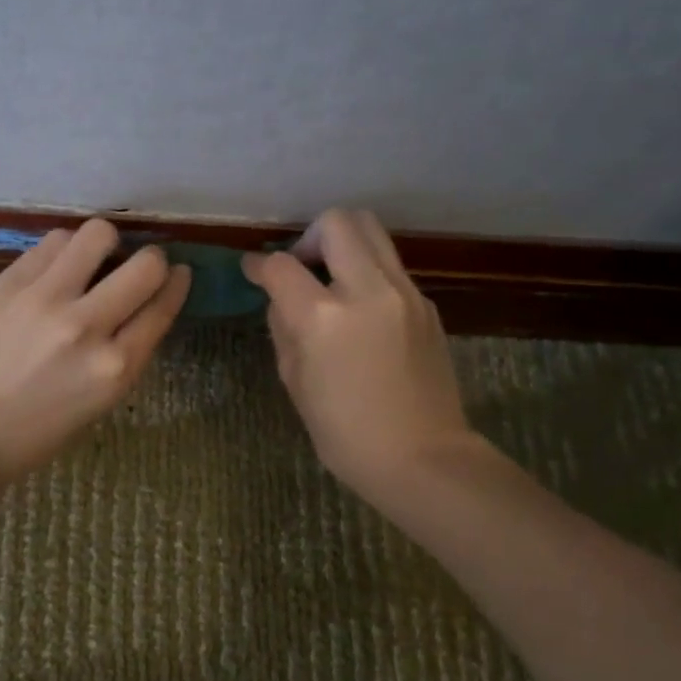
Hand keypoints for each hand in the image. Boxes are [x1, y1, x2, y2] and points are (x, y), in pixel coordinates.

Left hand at [0, 219, 190, 480]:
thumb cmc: (39, 429)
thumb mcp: (102, 399)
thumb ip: (128, 350)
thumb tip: (146, 300)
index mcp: (115, 367)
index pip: (163, 306)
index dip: (177, 283)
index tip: (178, 273)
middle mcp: (86, 327)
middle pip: (146, 264)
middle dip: (151, 261)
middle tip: (136, 269)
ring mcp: (45, 300)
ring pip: (98, 234)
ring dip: (105, 245)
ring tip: (91, 262)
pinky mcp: (9, 283)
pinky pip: (53, 241)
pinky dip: (65, 250)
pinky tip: (57, 269)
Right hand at [244, 209, 474, 496]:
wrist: (423, 457)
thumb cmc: (345, 433)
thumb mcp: (295, 381)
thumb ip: (283, 328)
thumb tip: (282, 299)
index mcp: (324, 317)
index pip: (282, 265)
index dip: (259, 265)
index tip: (254, 271)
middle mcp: (367, 290)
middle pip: (336, 222)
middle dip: (308, 236)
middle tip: (301, 269)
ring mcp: (404, 292)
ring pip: (371, 231)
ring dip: (342, 244)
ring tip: (330, 281)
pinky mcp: (426, 303)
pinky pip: (389, 266)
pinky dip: (366, 271)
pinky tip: (360, 309)